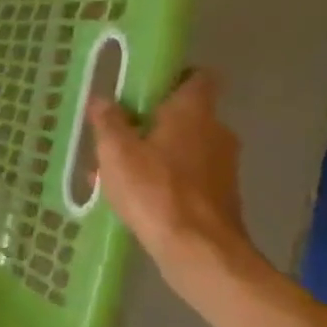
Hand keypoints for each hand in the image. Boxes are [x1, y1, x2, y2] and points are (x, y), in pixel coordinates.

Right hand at [87, 70, 258, 299]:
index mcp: (193, 111)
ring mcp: (223, 164)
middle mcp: (216, 130)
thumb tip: (103, 98)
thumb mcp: (116, 154)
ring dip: (156, 154)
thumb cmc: (155, 191)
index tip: (142, 91)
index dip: (171, 78)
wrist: (199, 250)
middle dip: (152, 122)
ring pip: (185, 147)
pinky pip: (189, 175)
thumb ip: (108, 122)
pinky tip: (139, 198)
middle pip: (185, 114)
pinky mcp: (221, 194)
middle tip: (118, 136)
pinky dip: (166, 179)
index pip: (196, 76)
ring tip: (119, 173)